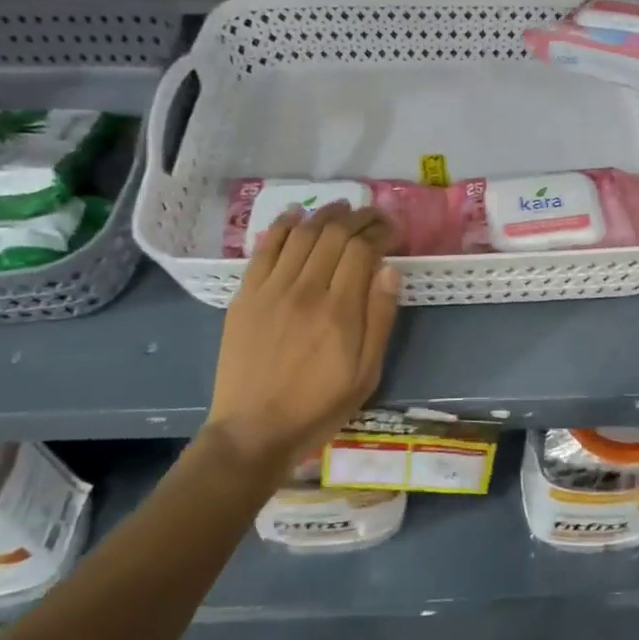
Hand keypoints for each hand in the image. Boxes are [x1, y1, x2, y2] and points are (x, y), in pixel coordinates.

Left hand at [205, 202, 402, 469]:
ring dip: (325, 215)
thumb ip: (380, 318)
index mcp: (339, 312)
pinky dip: (282, 226)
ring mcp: (271, 290)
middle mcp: (305, 290)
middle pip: (334, 235)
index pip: (362, 250)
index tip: (393, 230)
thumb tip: (390, 269)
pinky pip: (265, 249)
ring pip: (302, 235)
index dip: (381, 231)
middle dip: (359, 217)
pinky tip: (296, 214)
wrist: (252, 432)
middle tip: (373, 215)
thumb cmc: (318, 407)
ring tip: (342, 207)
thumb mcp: (366, 373)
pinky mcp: (245, 296)